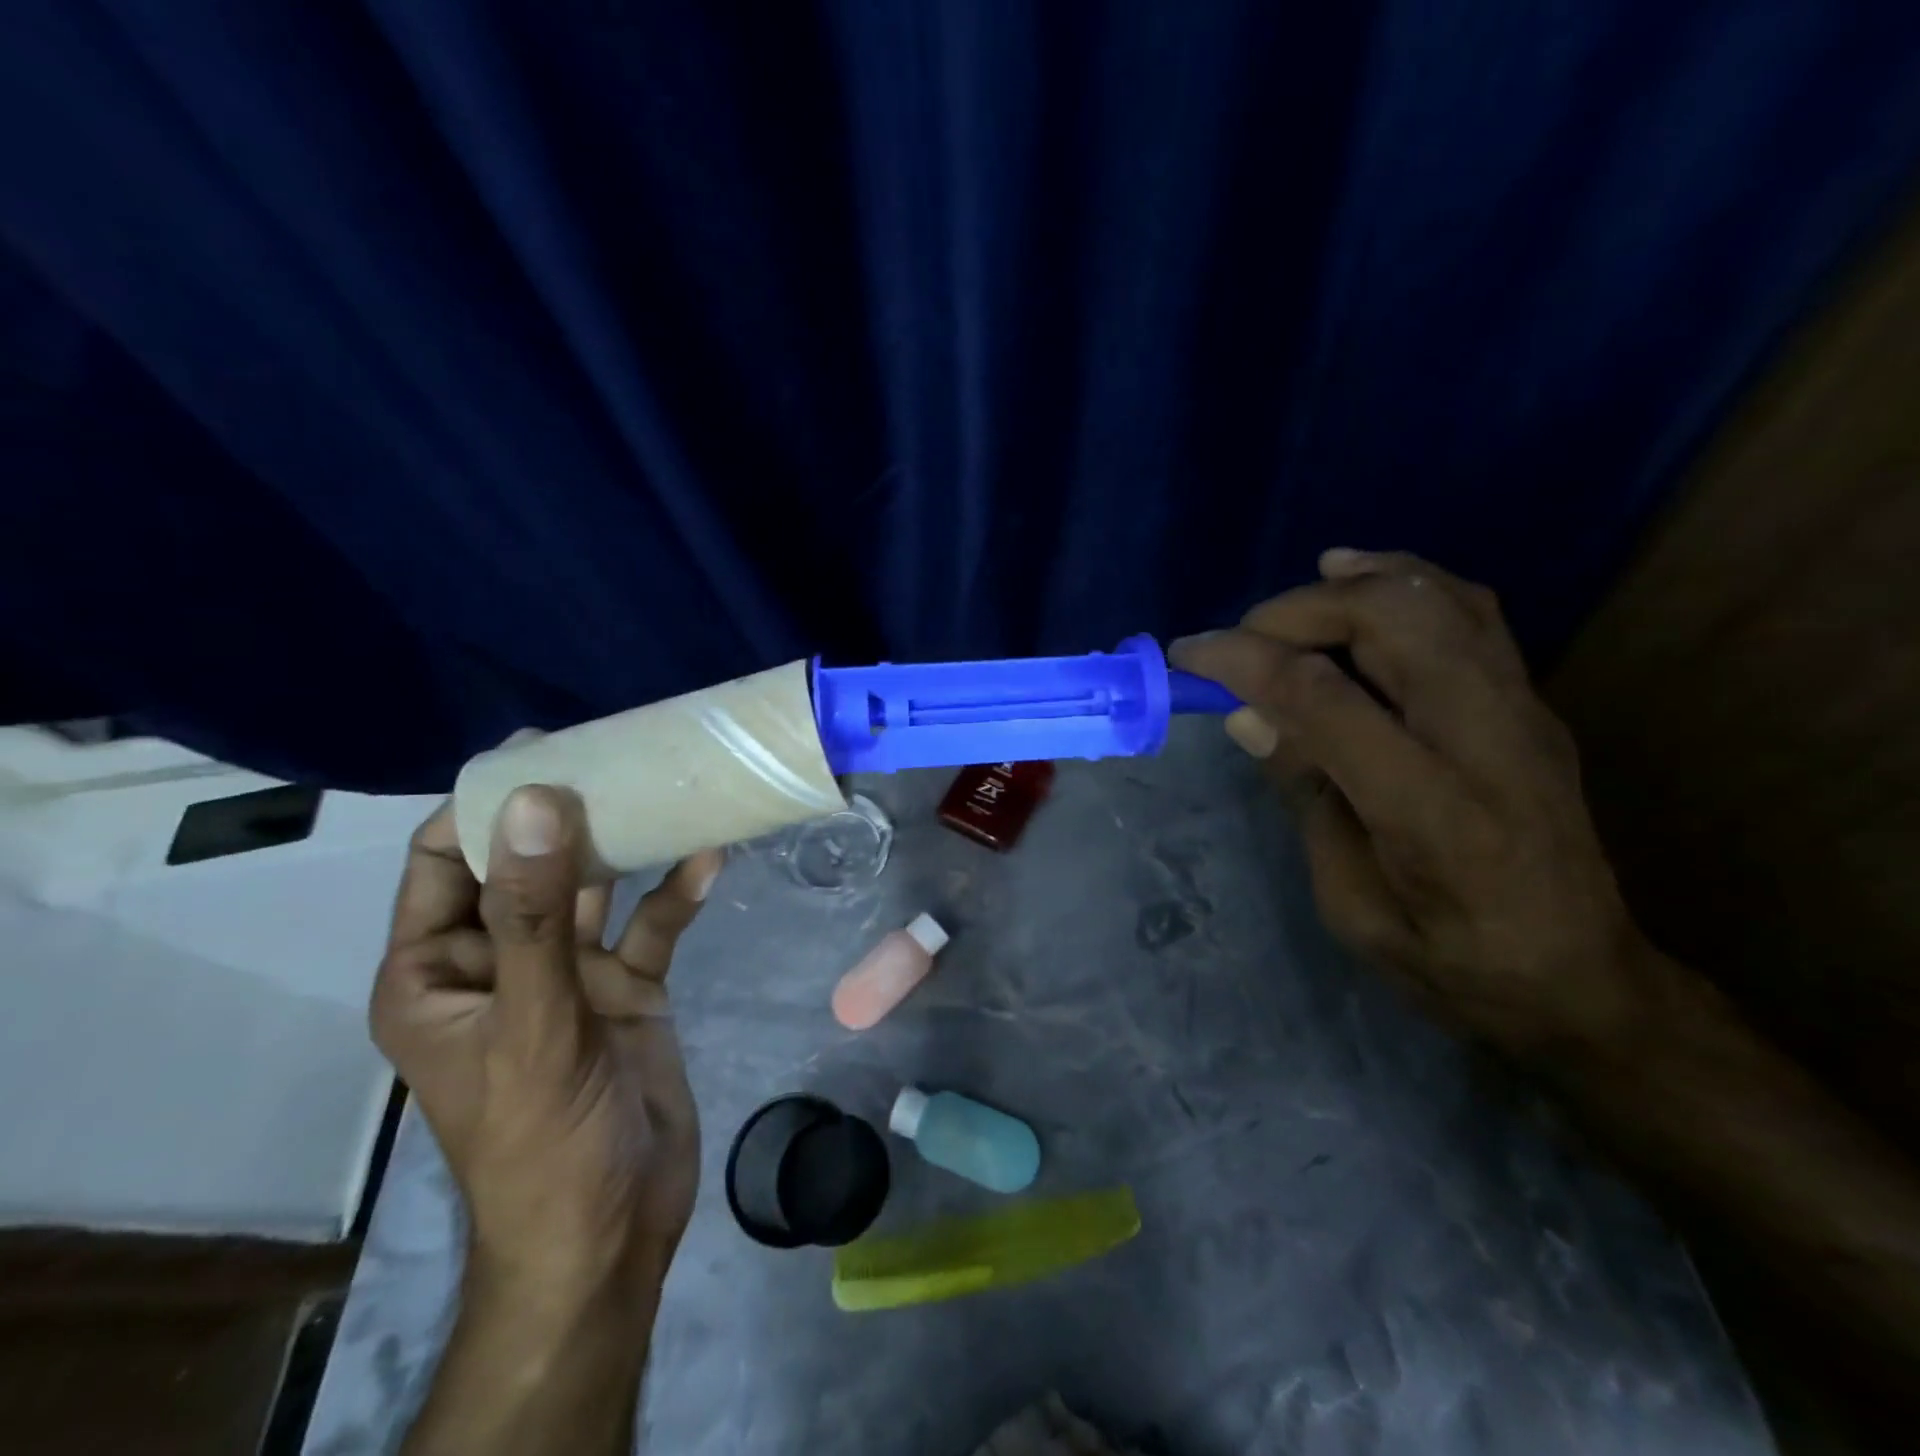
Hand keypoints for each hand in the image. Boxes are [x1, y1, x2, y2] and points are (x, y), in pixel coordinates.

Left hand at [371, 786, 721, 1296]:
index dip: (482, 806)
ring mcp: (569, 975)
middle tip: (614, 750)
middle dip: (566, 812)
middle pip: (528, 866)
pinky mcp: (628, 988)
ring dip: (628, 844)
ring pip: (596, 889)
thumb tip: (533, 802)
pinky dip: (677, 893)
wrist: (612, 1227)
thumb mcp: (532, 1020)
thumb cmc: (543, 1136)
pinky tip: (710, 857)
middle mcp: (502, 962)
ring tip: (667, 786)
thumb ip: (535, 912)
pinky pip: (651, 926)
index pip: (442, 865)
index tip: (538, 750)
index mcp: (439, 974)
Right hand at [1172, 548, 1649, 1057]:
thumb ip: (1307, 797)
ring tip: (1285, 604)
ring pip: (1435, 598)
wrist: (1580, 976)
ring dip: (1348, 585)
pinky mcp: (1531, 701)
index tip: (1189, 656)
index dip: (1245, 662)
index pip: (1325, 698)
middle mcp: (1487, 739)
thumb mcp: (1351, 905)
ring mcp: (1522, 711)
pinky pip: (1468, 610)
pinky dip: (1403, 580)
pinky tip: (1356, 580)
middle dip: (1296, 612)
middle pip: (1390, 621)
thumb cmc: (1450, 961)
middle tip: (1239, 641)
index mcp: (1433, 812)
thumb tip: (1249, 715)